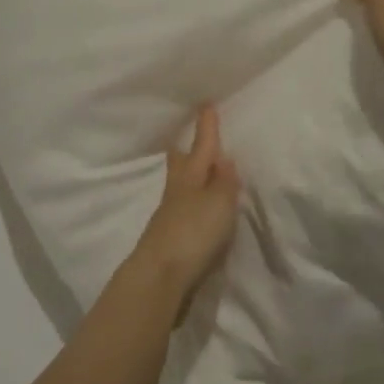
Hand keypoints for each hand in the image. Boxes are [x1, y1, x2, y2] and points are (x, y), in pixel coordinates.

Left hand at [130, 106, 240, 316]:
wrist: (160, 277)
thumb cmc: (193, 233)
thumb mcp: (219, 203)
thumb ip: (224, 182)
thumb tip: (223, 158)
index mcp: (190, 178)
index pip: (201, 147)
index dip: (206, 127)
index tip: (206, 105)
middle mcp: (177, 193)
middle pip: (181, 165)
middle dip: (186, 151)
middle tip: (188, 138)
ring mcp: (169, 217)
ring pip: (179, 187)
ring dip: (188, 176)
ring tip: (199, 172)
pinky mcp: (169, 240)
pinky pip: (181, 210)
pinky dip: (190, 202)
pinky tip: (196, 210)